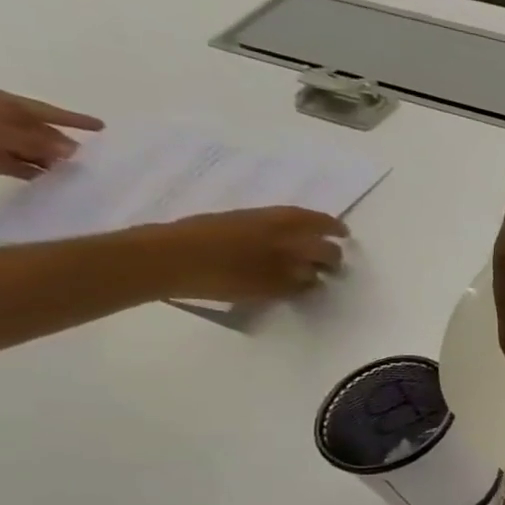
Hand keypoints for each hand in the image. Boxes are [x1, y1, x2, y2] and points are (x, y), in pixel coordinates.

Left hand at [0, 86, 103, 178]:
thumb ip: (34, 139)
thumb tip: (74, 150)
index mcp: (1, 105)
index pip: (47, 112)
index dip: (74, 120)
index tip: (103, 127)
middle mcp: (1, 121)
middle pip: (44, 134)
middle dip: (69, 146)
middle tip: (101, 162)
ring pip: (35, 152)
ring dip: (56, 163)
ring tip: (86, 176)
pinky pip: (21, 167)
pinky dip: (39, 174)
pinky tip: (58, 184)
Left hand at [133, 207, 348, 301]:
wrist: (162, 259)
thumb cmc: (224, 274)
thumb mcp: (269, 285)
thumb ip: (296, 282)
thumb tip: (314, 278)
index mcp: (288, 230)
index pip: (323, 235)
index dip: (335, 245)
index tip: (342, 252)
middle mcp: (271, 219)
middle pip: (306, 225)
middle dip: (322, 238)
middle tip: (329, 253)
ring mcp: (244, 219)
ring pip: (283, 223)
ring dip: (298, 234)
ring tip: (302, 251)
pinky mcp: (222, 224)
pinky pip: (262, 226)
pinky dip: (275, 236)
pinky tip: (270, 251)